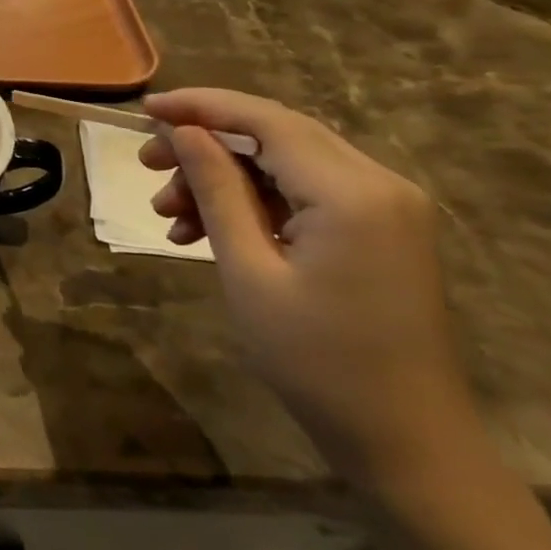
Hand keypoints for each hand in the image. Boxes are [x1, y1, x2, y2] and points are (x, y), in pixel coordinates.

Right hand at [139, 89, 477, 488]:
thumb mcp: (248, 272)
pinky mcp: (381, 231)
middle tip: (146, 168)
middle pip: (276, 136)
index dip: (201, 106)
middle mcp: (379, 184)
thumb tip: (183, 130)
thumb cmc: (316, 362)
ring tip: (169, 216)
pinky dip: (253, 205)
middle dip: (205, 145)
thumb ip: (217, 190)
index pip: (267, 121)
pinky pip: (305, 196)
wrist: (406, 443)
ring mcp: (386, 208)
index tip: (144, 109)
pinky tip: (206, 233)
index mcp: (352, 193)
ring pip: (285, 166)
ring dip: (223, 180)